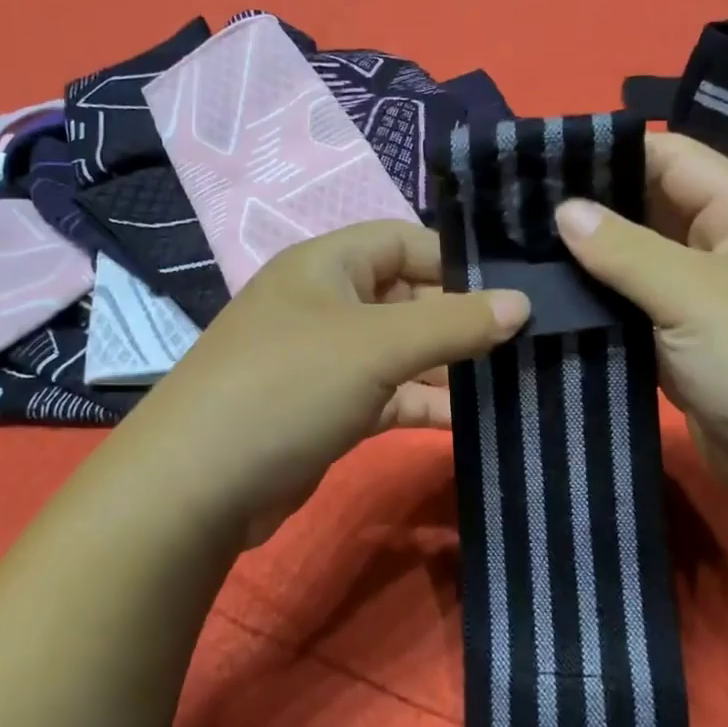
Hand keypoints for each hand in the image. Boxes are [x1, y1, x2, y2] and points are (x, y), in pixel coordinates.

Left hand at [109, 220, 529, 545]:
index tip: (517, 289)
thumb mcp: (377, 346)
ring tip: (514, 381)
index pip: (406, 241)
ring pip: (402, 353)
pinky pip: (389, 396)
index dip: (460, 260)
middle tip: (529, 340)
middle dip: (462, 319)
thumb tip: (523, 302)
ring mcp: (326, 361)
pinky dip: (424, 404)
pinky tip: (470, 420)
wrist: (198, 486)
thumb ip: (453, 322)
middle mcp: (326, 304)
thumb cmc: (288, 386)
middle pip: (408, 298)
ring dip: (449, 367)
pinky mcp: (329, 410)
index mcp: (327, 264)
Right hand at [555, 133, 727, 522]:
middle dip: (592, 211)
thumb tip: (564, 210)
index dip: (615, 152)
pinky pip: (636, 319)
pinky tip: (549, 306)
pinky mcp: (686, 353)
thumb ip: (626, 250)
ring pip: (638, 271)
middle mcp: (727, 253)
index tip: (544, 159)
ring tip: (519, 254)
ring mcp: (706, 307)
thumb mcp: (698, 295)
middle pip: (652, 214)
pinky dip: (601, 313)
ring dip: (590, 266)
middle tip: (516, 211)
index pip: (675, 160)